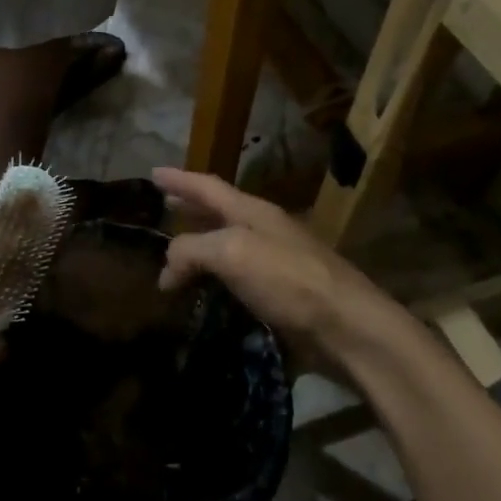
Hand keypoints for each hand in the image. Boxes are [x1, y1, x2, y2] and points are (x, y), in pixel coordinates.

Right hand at [154, 167, 397, 375]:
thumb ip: (192, 250)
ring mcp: (275, 262)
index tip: (152, 172)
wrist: (347, 327)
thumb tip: (167, 270)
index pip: (207, 186)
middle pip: (219, 211)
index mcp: (252, 212)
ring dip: (200, 244)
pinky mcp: (281, 295)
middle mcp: (264, 230)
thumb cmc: (288, 279)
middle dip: (190, 207)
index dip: (179, 179)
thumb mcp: (231, 253)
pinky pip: (237, 277)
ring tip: (176, 253)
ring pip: (227, 245)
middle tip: (163, 207)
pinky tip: (205, 291)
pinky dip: (215, 278)